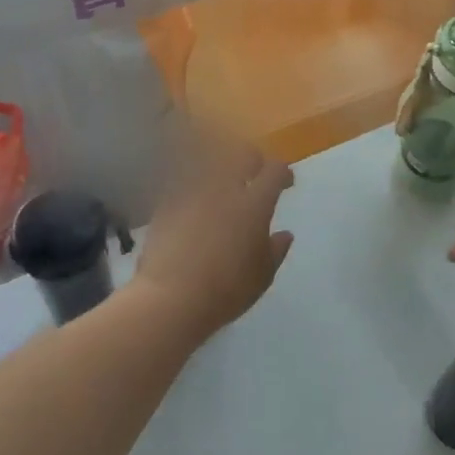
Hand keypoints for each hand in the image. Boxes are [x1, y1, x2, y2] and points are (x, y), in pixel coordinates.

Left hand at [134, 138, 294, 340]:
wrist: (170, 298)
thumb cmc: (226, 290)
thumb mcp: (262, 276)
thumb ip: (276, 250)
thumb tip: (284, 234)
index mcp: (254, 204)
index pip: (274, 171)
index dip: (283, 173)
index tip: (286, 183)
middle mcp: (225, 189)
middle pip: (242, 155)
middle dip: (253, 161)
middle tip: (255, 176)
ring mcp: (193, 193)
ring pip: (212, 166)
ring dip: (223, 173)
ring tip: (224, 190)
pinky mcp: (168, 203)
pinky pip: (187, 184)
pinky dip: (196, 190)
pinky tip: (196, 207)